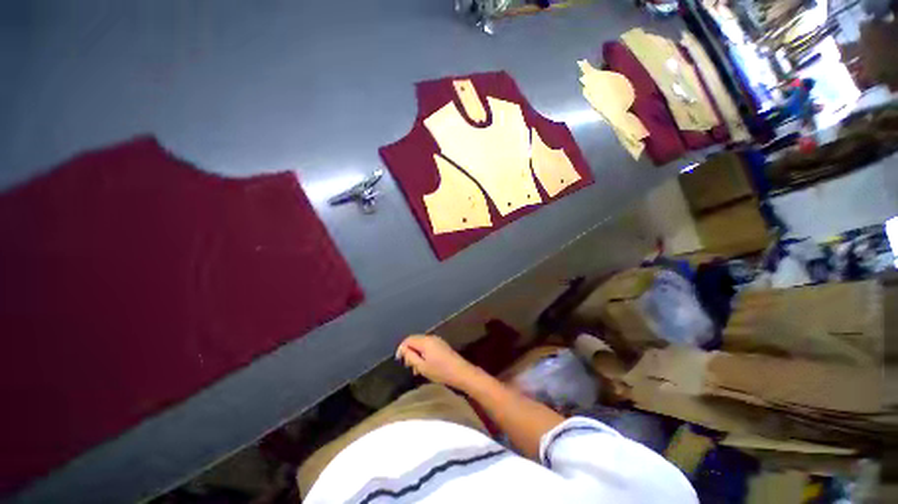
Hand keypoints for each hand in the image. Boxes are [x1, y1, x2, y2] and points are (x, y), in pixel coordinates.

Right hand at [396, 335, 481, 389]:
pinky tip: (425, 365)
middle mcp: (431, 337)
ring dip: (416, 354)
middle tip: (408, 366)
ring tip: (416, 369)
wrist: (460, 372)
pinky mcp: (441, 345)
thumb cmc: (440, 371)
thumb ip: (410, 356)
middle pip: (415, 340)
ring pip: (421, 344)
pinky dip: (423, 354)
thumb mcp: (422, 366)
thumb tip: (403, 349)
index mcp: (425, 341)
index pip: (408, 339)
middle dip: (409, 352)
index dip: (401, 348)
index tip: (399, 360)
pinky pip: (428, 346)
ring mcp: (437, 340)